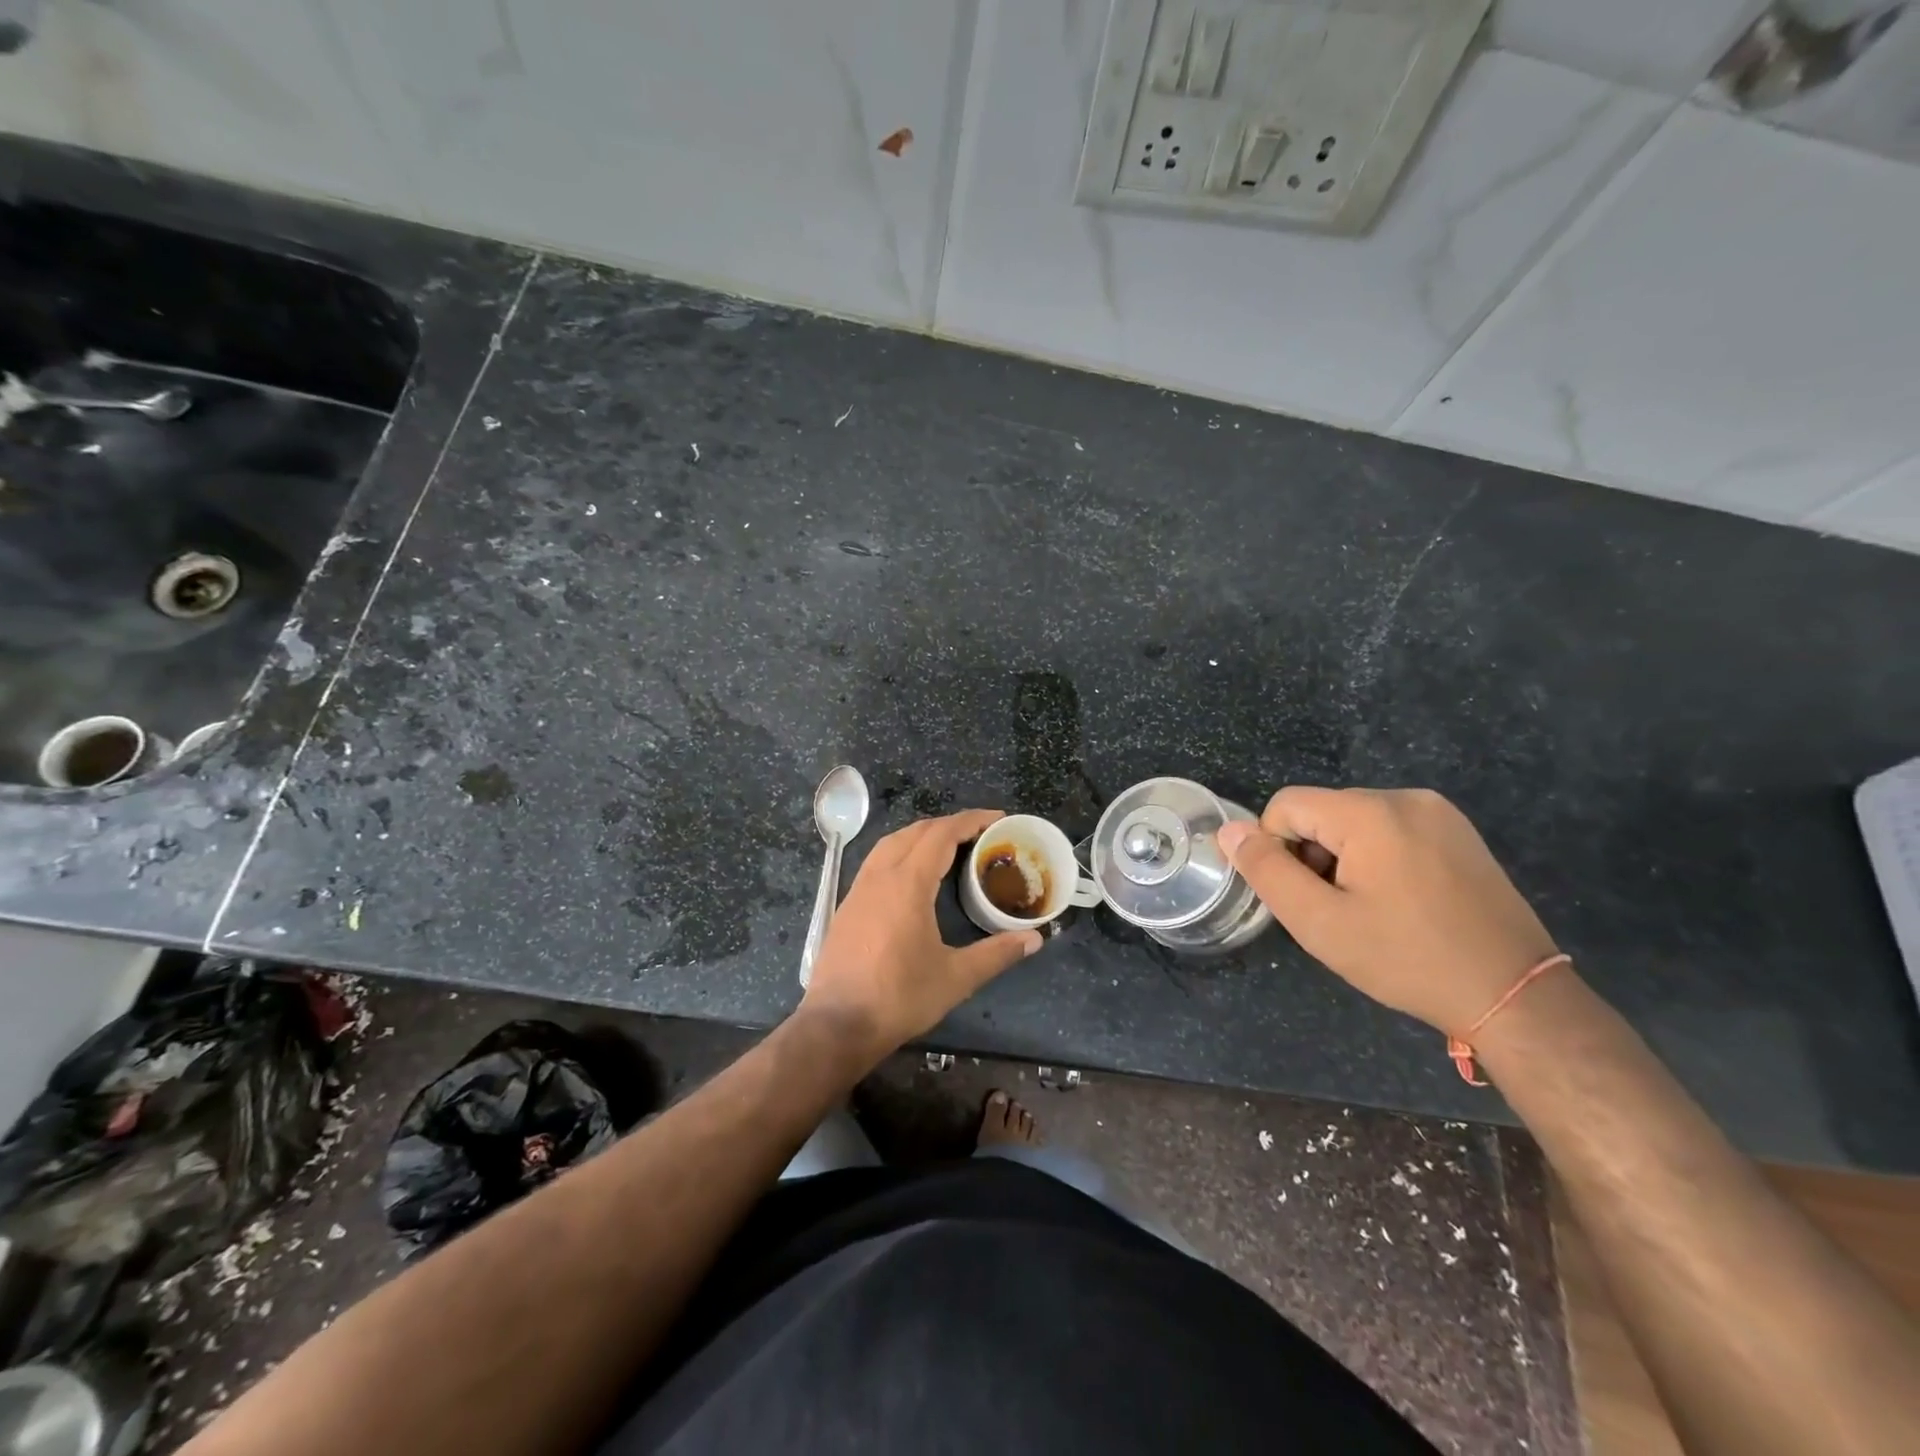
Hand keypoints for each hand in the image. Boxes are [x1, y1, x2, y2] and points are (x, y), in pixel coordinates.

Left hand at [800, 808, 1041, 1058]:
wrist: (837, 1024)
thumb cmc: (899, 998)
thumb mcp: (955, 978)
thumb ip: (997, 953)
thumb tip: (1035, 938)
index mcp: (908, 884)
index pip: (941, 834)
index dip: (971, 820)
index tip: (997, 818)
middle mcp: (880, 876)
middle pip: (916, 832)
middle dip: (949, 824)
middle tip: (979, 832)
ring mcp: (858, 889)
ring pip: (891, 843)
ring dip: (921, 835)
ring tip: (948, 845)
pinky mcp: (847, 906)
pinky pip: (877, 861)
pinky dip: (901, 852)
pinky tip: (912, 874)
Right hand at [1218, 787, 1557, 1033]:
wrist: (1514, 994)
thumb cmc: (1407, 958)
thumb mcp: (1320, 922)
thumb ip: (1266, 870)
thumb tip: (1229, 830)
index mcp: (1370, 812)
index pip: (1285, 806)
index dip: (1278, 851)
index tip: (1306, 898)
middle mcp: (1405, 797)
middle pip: (1321, 813)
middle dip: (1314, 856)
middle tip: (1338, 911)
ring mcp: (1439, 812)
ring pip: (1354, 823)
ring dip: (1343, 860)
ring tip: (1370, 910)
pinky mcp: (1458, 832)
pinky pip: (1391, 830)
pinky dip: (1377, 859)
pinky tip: (1399, 902)